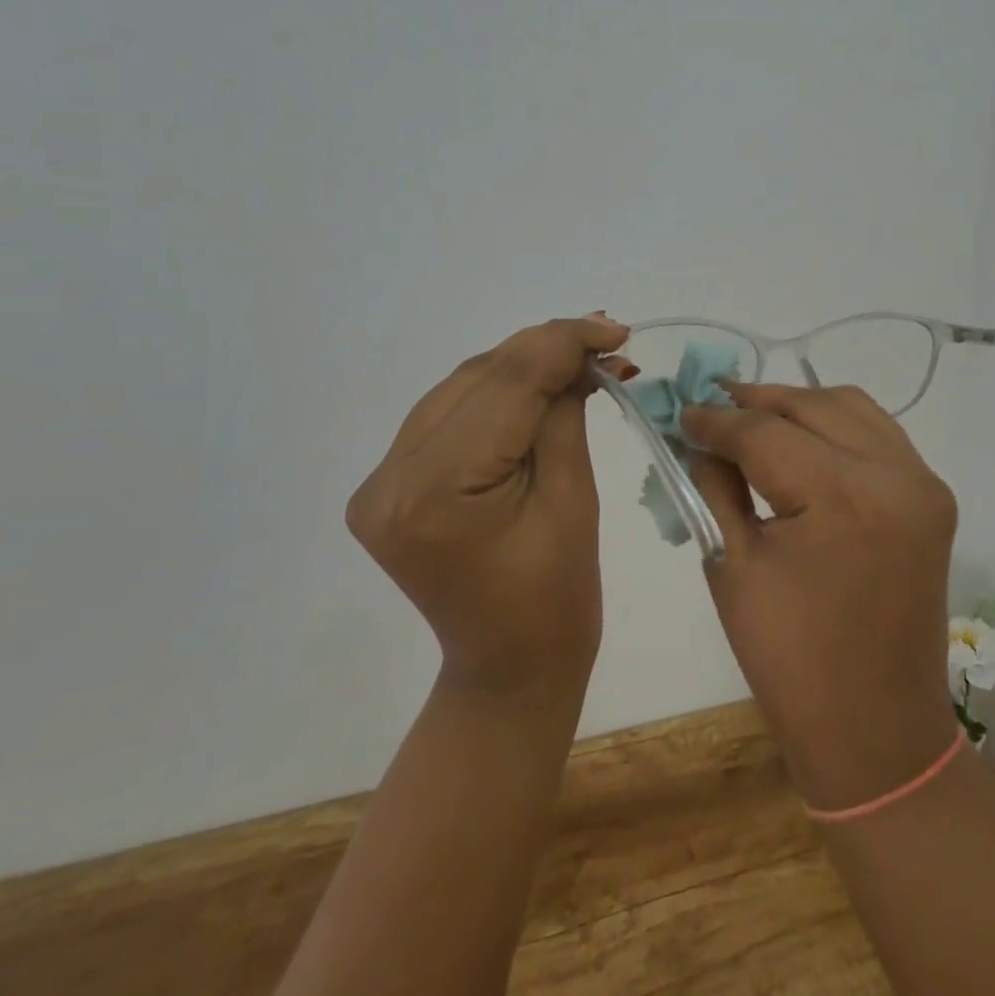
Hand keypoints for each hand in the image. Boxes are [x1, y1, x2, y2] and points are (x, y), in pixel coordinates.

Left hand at [345, 314, 632, 699]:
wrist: (509, 667)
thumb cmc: (558, 598)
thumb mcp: (573, 497)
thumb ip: (564, 414)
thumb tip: (580, 355)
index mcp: (436, 492)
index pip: (504, 386)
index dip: (562, 344)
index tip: (613, 328)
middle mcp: (391, 479)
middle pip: (476, 378)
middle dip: (543, 349)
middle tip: (605, 337)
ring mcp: (381, 482)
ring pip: (459, 388)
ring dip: (520, 366)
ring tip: (579, 357)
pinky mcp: (388, 485)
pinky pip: (448, 415)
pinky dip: (495, 394)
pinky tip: (536, 385)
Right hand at [682, 385, 962, 809]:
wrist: (876, 730)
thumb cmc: (791, 662)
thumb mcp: (733, 567)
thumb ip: (714, 487)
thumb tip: (699, 439)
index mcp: (842, 497)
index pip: (764, 432)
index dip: (716, 420)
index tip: (681, 412)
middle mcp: (894, 474)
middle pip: (810, 405)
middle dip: (755, 401)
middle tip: (711, 406)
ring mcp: (922, 483)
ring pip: (849, 406)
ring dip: (797, 405)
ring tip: (752, 415)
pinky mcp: (931, 497)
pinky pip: (877, 433)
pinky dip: (834, 424)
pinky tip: (801, 438)